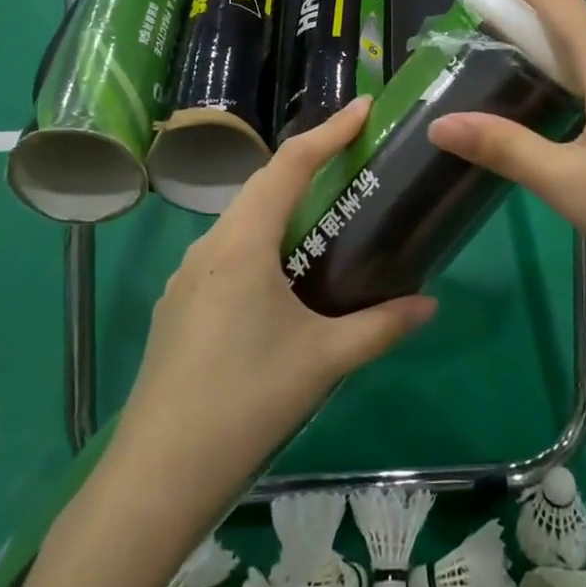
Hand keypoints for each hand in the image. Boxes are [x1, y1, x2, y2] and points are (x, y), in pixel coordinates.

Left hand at [111, 99, 436, 508]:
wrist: (155, 478)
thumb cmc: (244, 403)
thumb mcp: (322, 361)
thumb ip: (380, 326)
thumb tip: (430, 305)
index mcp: (241, 244)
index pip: (289, 165)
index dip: (329, 131)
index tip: (365, 107)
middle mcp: (209, 247)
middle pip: (263, 186)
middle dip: (308, 164)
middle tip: (354, 158)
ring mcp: (187, 277)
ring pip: (242, 220)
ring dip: (283, 205)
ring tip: (326, 214)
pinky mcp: (179, 307)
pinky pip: (228, 253)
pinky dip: (263, 241)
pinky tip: (284, 277)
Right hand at [428, 0, 585, 353]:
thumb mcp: (568, 183)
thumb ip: (503, 148)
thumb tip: (439, 124)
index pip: (558, 2)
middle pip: (573, 24)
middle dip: (524, 8)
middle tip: (477, 11)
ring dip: (546, 45)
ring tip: (504, 54)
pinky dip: (568, 75)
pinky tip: (554, 104)